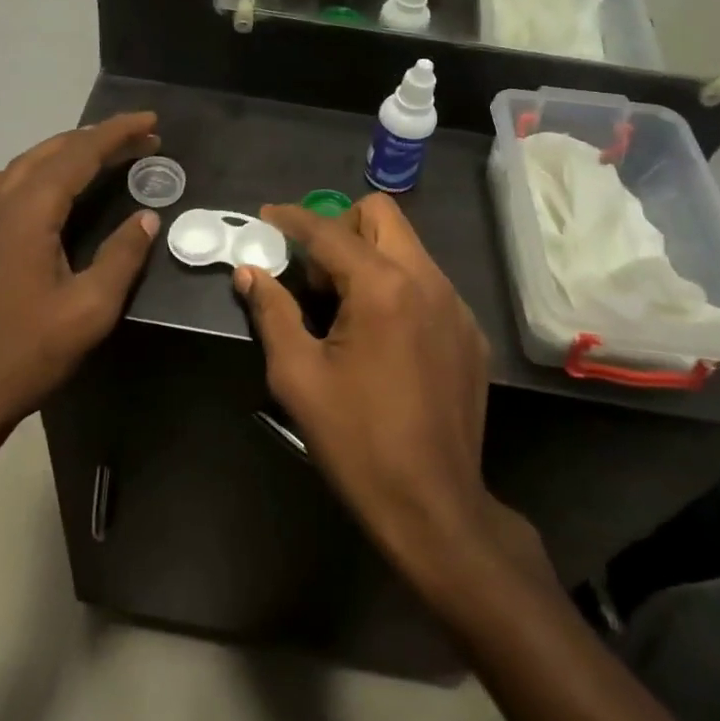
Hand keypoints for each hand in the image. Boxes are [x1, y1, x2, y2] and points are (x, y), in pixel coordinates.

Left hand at [0, 113, 162, 441]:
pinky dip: (27, 173)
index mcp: (29, 212)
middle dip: (99, 139)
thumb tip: (147, 217)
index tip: (151, 122)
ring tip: (101, 154)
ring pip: (25, 164)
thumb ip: (122, 256)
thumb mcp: (90, 308)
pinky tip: (33, 185)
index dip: (118, 134)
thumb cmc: (29, 351)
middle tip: (142, 140)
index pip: (79, 154)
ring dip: (66, 152)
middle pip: (52, 152)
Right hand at [235, 195, 539, 581]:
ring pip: (407, 247)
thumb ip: (271, 312)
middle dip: (340, 227)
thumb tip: (249, 272)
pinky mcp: (470, 332)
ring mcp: (456, 306)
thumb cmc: (355, 440)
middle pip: (381, 215)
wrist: (433, 505)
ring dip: (369, 257)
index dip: (292, 218)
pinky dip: (396, 287)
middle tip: (312, 272)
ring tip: (343, 309)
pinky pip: (428, 283)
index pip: (329, 230)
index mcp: (382, 287)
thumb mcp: (297, 376)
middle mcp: (427, 281)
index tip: (267, 217)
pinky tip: (381, 337)